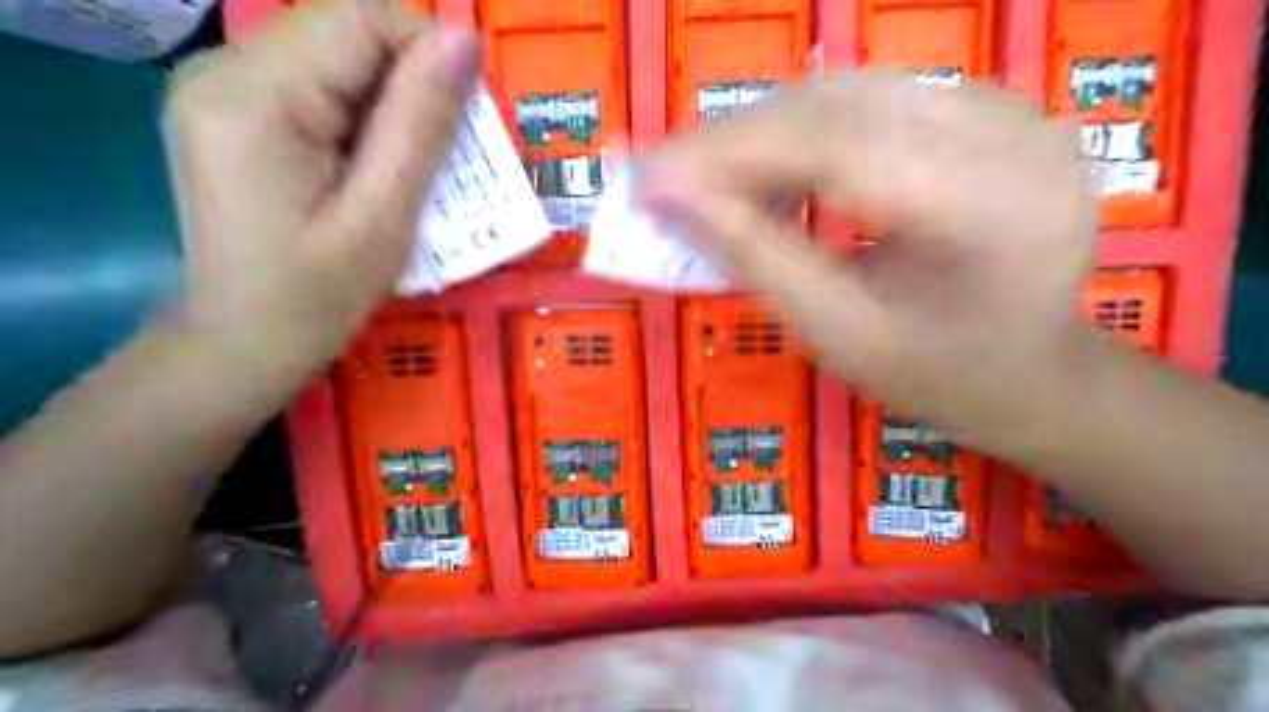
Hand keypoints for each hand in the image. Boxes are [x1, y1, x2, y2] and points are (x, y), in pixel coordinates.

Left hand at [166, 0, 480, 355]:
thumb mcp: (383, 217)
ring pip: (336, 59)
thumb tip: (463, 40)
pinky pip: (317, 87)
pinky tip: (375, 166)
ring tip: (413, 167)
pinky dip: (364, 118)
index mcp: (255, 96)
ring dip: (392, 103)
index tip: (470, 118)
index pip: (360, 20)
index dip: (430, 53)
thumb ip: (421, 125)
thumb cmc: (317, 297)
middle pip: (346, 34)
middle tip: (447, 154)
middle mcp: (223, 70)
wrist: (244, 343)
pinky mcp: (234, 112)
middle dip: (412, 84)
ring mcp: (221, 89)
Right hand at [644, 66, 1100, 444]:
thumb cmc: (936, 374)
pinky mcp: (986, 111)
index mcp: (989, 209)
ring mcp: (1007, 113)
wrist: (1026, 370)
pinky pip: (871, 102)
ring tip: (704, 175)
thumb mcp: (838, 334)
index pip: (836, 149)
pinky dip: (802, 129)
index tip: (651, 178)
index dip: (730, 155)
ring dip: (762, 131)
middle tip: (664, 173)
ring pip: (849, 92)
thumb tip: (673, 200)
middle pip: (841, 107)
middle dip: (736, 140)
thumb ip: (757, 260)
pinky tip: (764, 166)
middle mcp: (1012, 136)